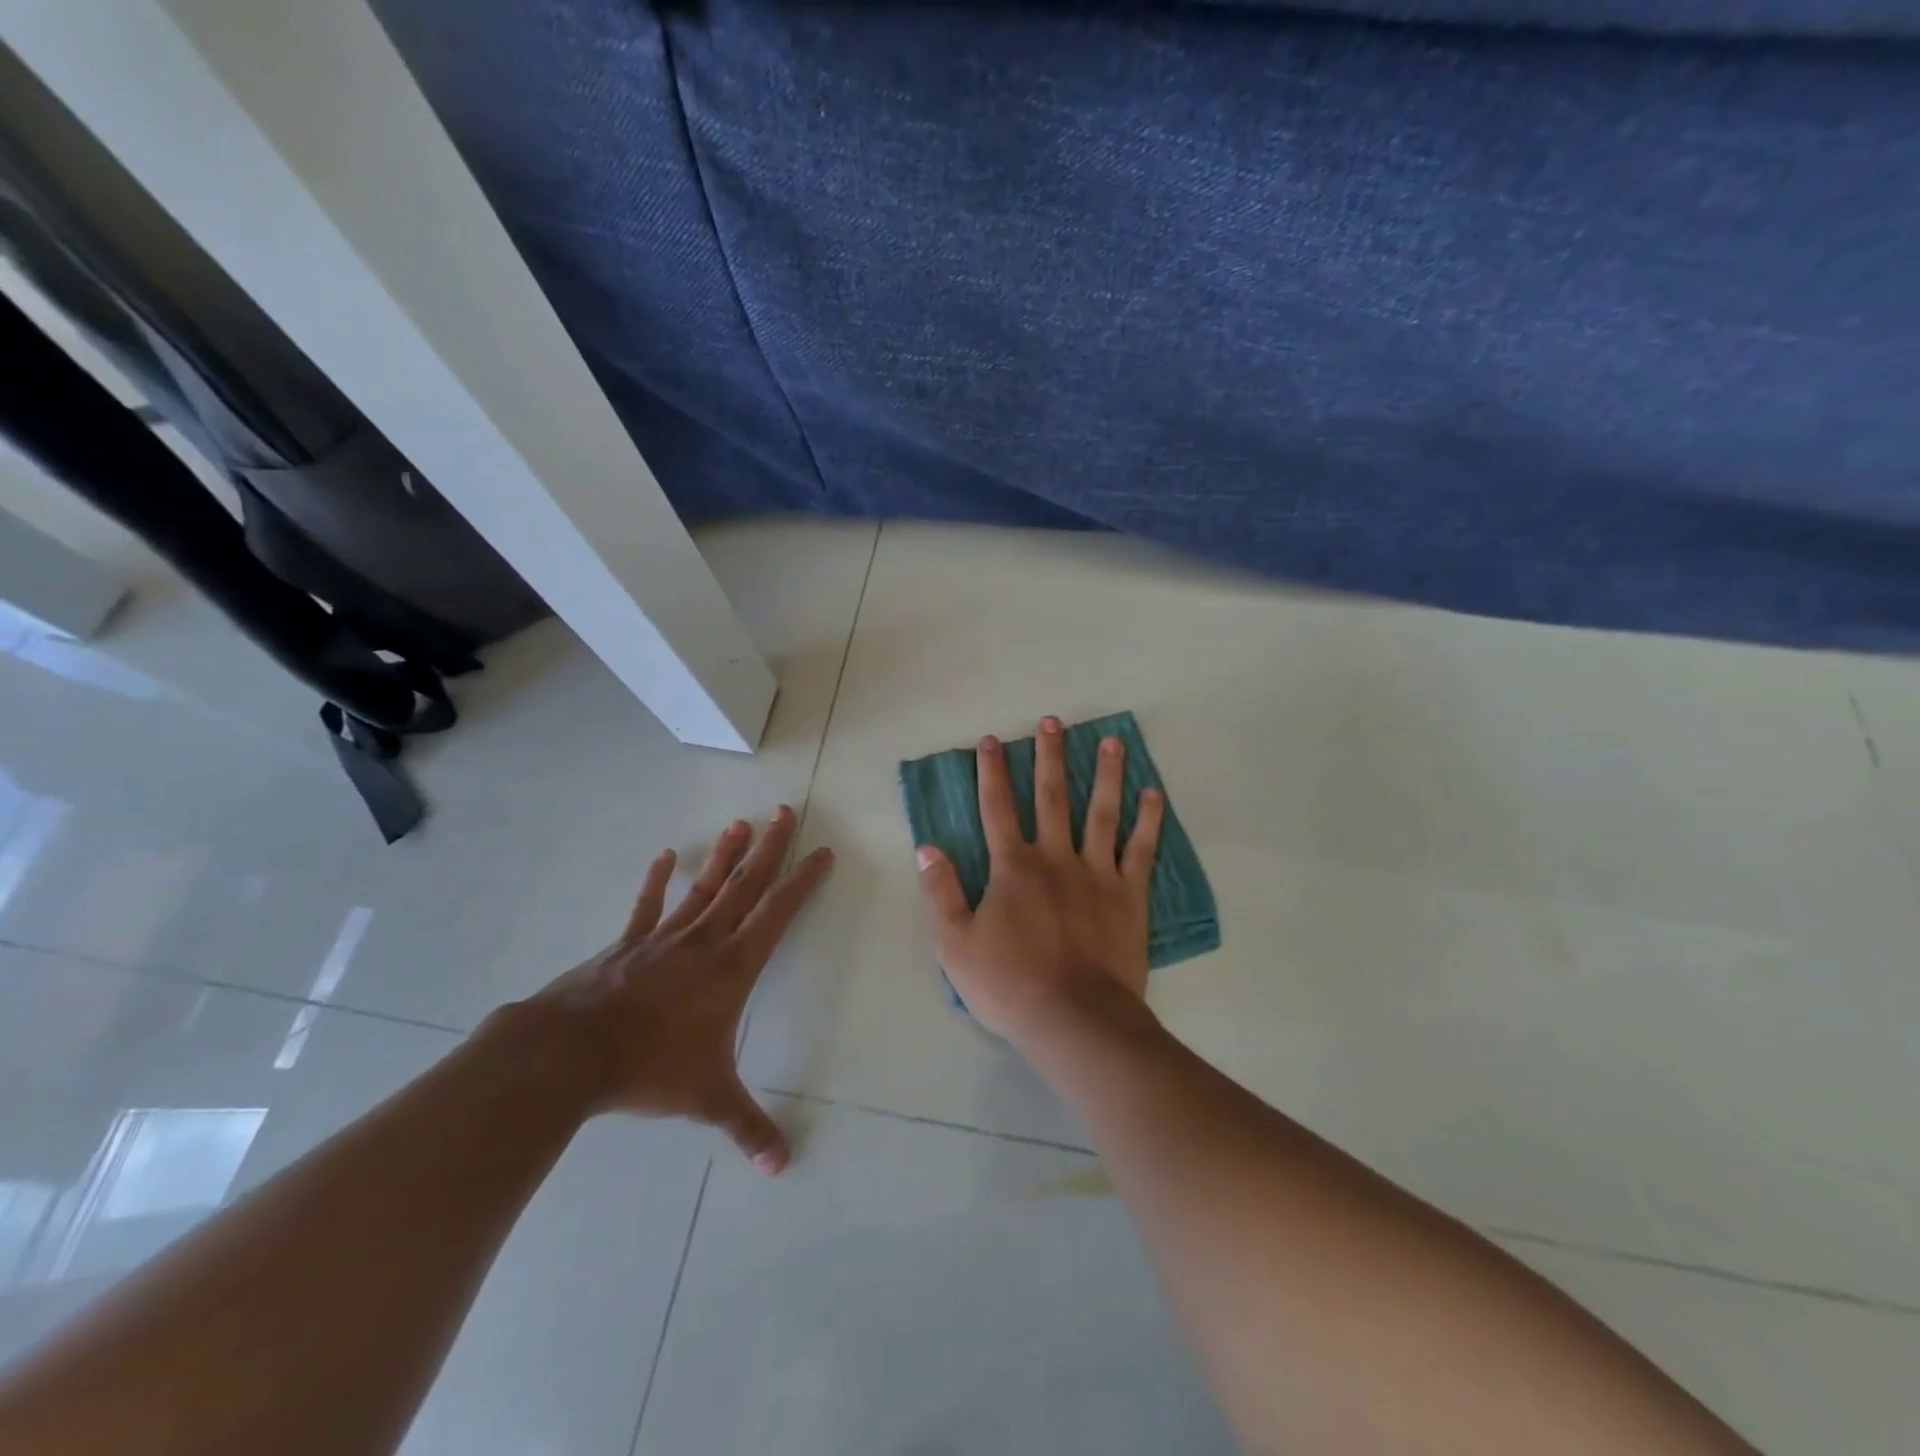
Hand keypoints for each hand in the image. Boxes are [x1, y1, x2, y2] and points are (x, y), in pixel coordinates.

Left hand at [519, 807, 832, 1173]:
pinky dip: (658, 880)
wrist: (571, 1054)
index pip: (779, 913)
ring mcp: (663, 938)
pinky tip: (666, 856)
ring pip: (704, 887)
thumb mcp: (706, 1098)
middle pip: (745, 885)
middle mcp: (705, 941)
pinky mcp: (627, 944)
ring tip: (741, 823)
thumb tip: (781, 1167)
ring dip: (725, 855)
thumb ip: (747, 1127)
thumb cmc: (650, 1068)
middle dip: (770, 849)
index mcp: (733, 967)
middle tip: (785, 812)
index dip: (804, 881)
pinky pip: (649, 906)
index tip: (822, 852)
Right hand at [914, 716, 1163, 1047]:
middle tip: (1053, 720)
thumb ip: (939, 892)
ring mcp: (1097, 873)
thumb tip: (926, 848)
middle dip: (1049, 756)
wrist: (1075, 1019)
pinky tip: (1154, 794)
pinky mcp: (1130, 895)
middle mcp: (1055, 858)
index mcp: (1013, 868)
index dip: (991, 772)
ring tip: (1111, 740)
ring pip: (1102, 812)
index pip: (997, 808)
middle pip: (1051, 797)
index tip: (992, 740)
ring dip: (1105, 774)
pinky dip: (1149, 821)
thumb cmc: (1010, 984)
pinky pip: (1141, 850)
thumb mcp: (954, 944)